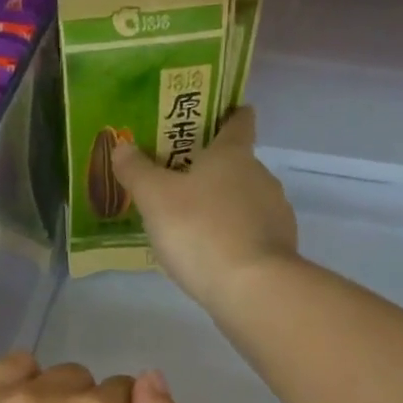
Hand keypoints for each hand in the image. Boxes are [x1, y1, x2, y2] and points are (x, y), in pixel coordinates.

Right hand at [110, 105, 299, 312]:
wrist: (252, 287)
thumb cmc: (200, 231)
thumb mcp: (155, 199)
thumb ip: (137, 171)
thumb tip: (122, 145)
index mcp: (233, 155)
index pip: (238, 121)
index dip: (228, 114)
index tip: (217, 116)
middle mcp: (261, 175)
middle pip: (238, 164)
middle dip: (213, 171)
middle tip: (180, 183)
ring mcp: (275, 212)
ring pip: (245, 200)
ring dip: (224, 207)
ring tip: (193, 225)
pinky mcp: (280, 247)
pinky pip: (252, 233)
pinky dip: (235, 237)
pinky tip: (214, 255)